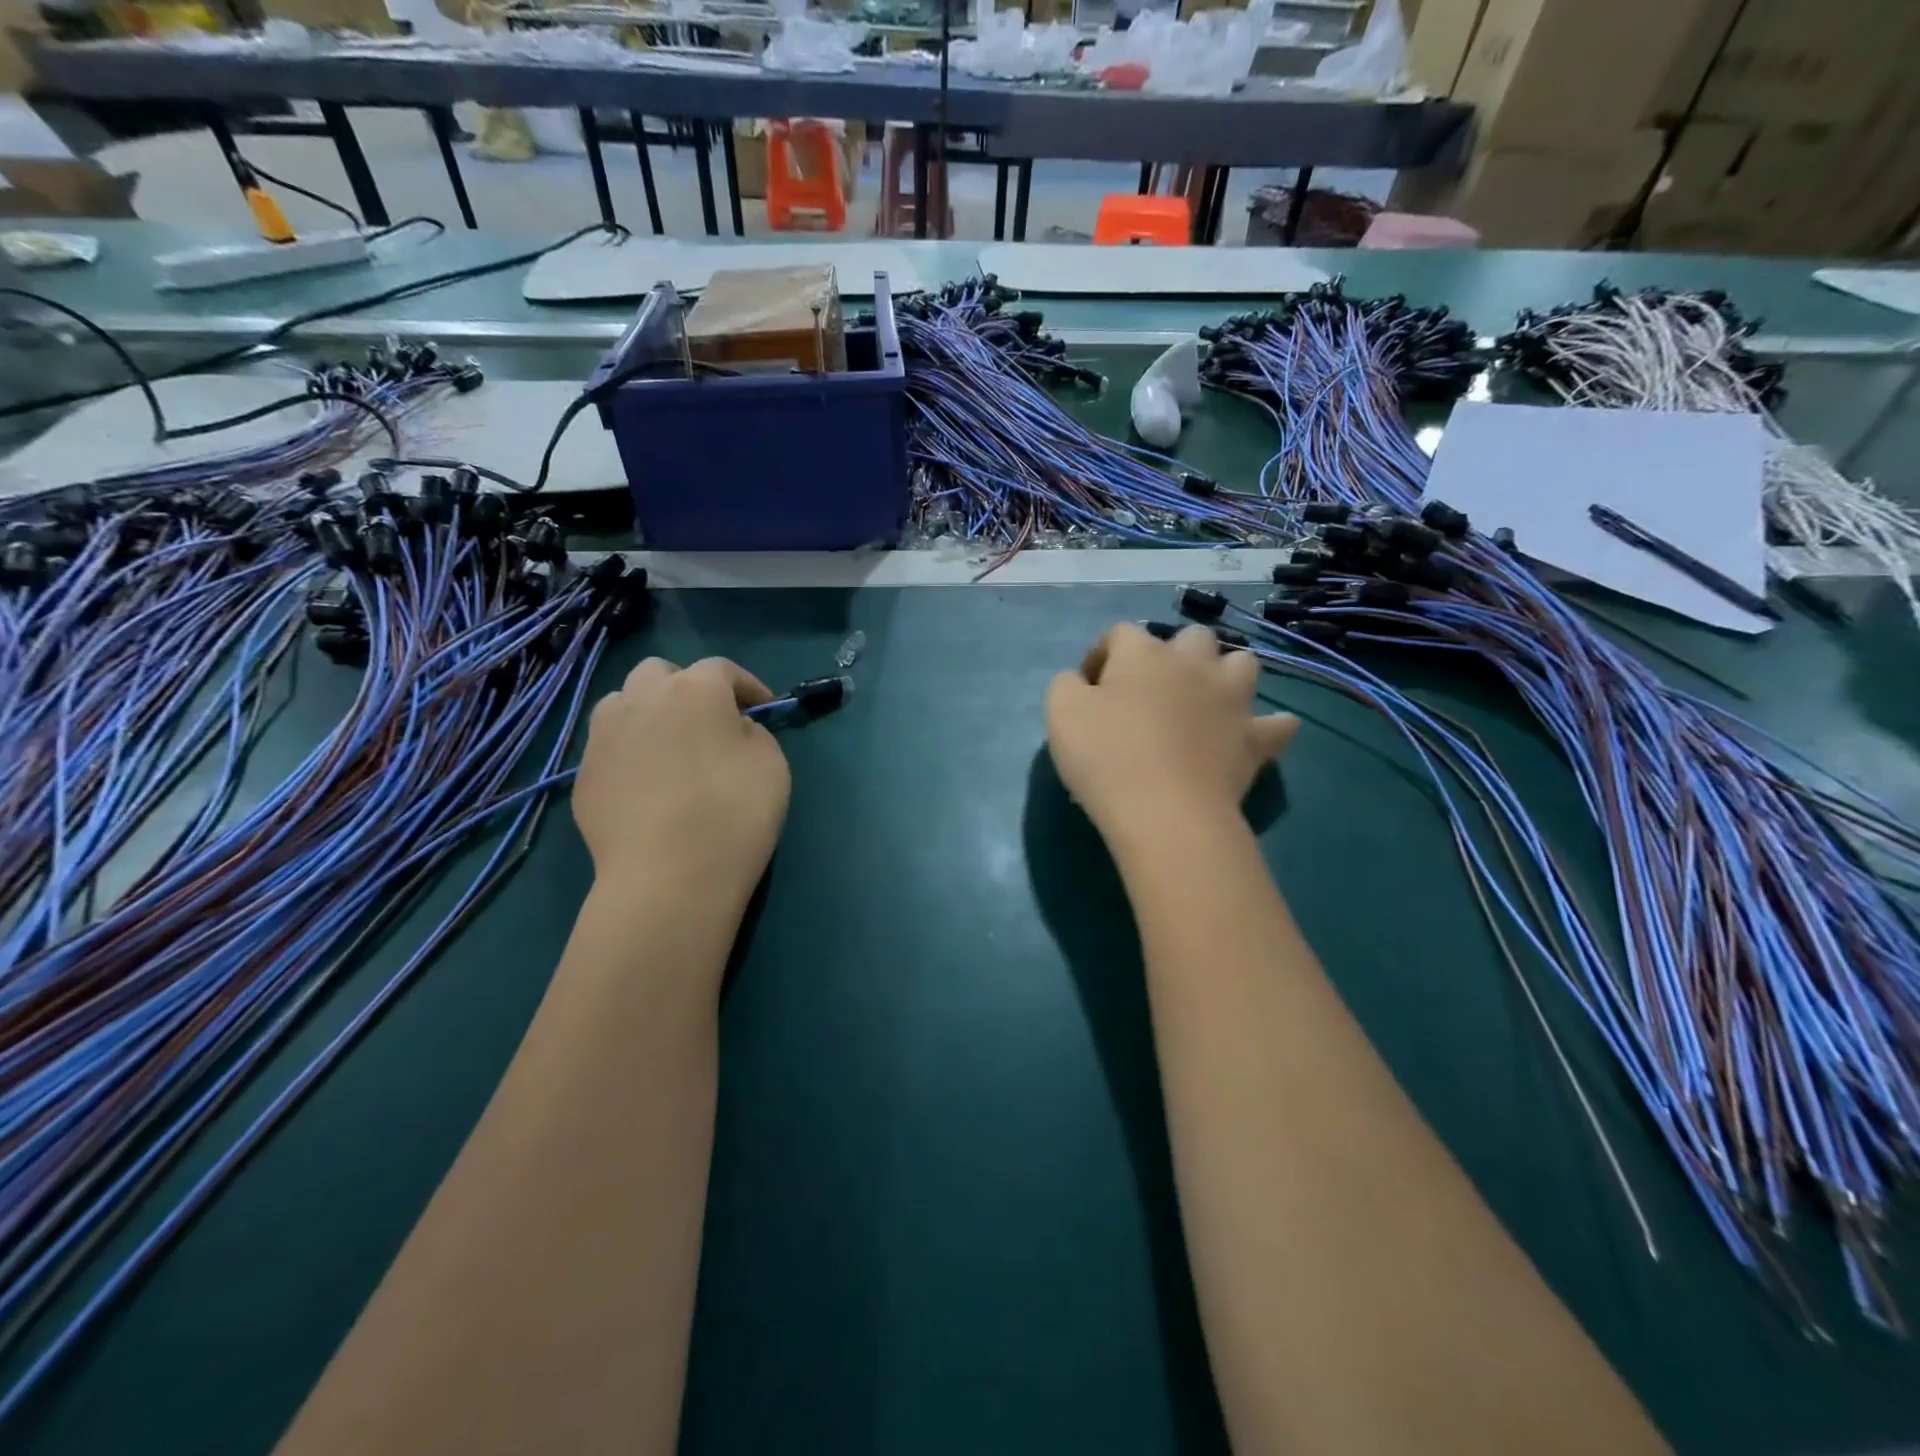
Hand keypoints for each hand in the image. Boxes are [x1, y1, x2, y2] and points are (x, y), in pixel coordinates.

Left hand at [574, 656, 791, 901]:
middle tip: (709, 720)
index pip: (722, 669)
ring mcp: (604, 735)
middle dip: (686, 686)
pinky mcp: (583, 773)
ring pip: (623, 701)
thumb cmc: (733, 815)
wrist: (667, 878)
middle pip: (661, 672)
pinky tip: (647, 785)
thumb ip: (754, 734)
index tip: (764, 708)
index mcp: (695, 690)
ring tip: (668, 745)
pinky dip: (630, 751)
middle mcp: (642, 698)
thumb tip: (731, 731)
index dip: (747, 685)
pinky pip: (609, 746)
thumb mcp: (773, 765)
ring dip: (648, 710)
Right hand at [1046, 623, 1296, 850]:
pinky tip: (1253, 734)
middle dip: (1172, 654)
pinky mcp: (1255, 739)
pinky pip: (1277, 724)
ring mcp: (1231, 699)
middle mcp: (1193, 663)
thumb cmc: (1106, 756)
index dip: (1101, 655)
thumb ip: (1067, 684)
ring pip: (1242, 663)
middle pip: (1190, 637)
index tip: (1089, 688)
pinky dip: (1268, 725)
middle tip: (1150, 691)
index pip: (1120, 634)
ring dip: (1224, 674)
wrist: (1165, 813)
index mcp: (1143, 653)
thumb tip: (1082, 681)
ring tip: (1204, 700)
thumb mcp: (1060, 712)